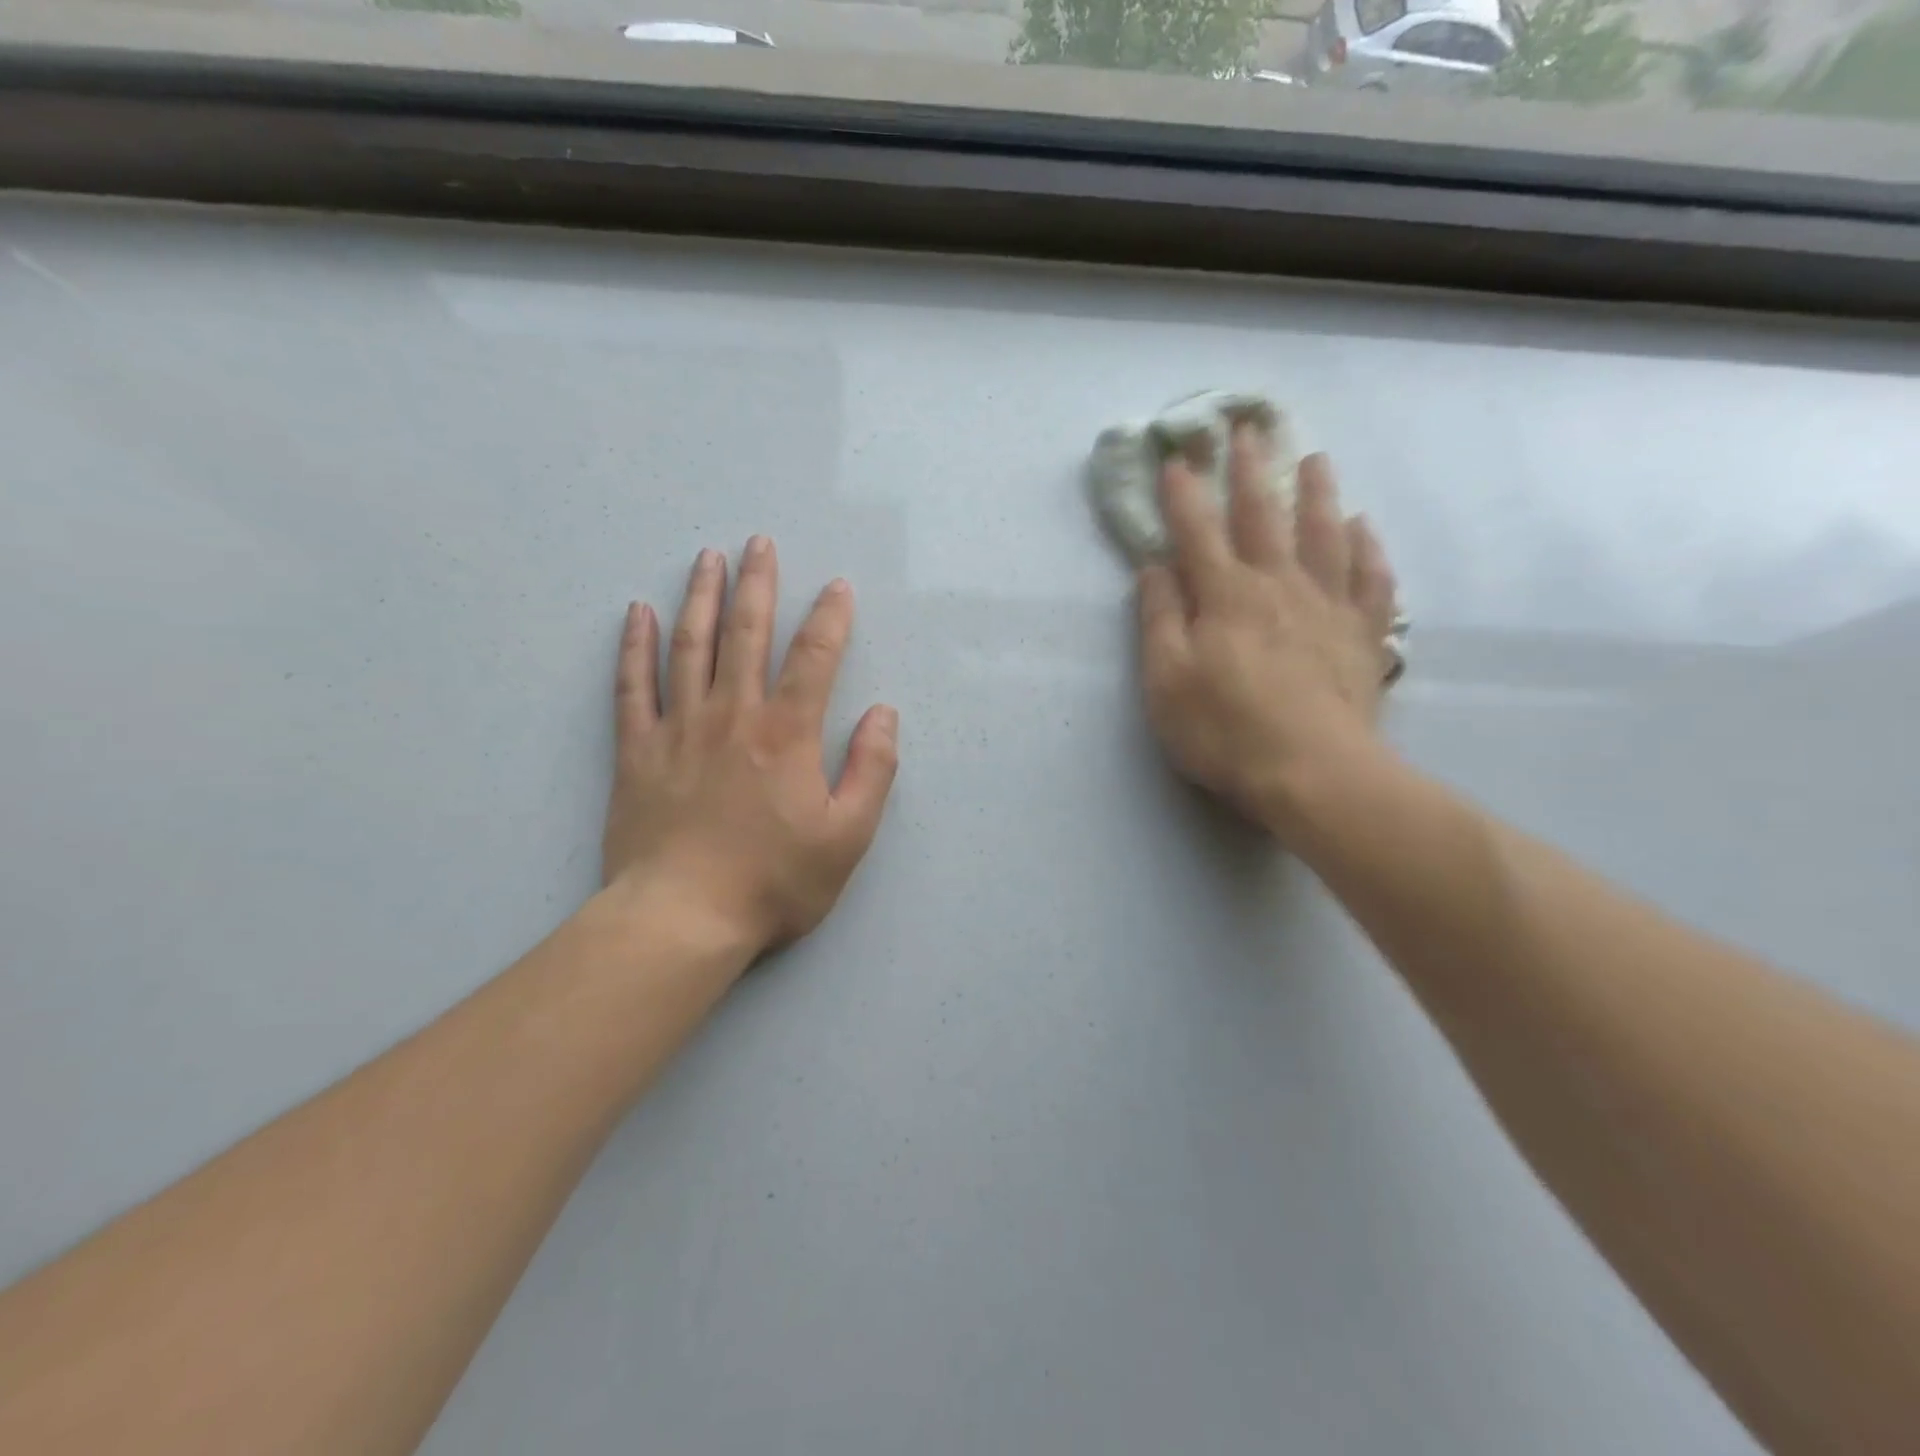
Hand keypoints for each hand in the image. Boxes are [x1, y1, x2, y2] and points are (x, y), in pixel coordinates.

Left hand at [602, 538, 898, 958]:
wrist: (682, 919)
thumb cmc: (774, 882)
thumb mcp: (848, 836)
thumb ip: (872, 770)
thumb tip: (883, 713)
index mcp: (786, 734)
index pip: (814, 658)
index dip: (830, 618)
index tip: (838, 586)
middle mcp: (733, 716)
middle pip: (746, 634)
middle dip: (758, 584)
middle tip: (760, 543)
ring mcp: (679, 729)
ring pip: (690, 646)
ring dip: (702, 598)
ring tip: (708, 558)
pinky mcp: (637, 752)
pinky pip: (632, 686)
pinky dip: (634, 647)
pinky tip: (638, 614)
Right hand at [1136, 440, 1399, 833]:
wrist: (1312, 773)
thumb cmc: (1224, 730)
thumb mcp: (1165, 681)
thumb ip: (1159, 620)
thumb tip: (1155, 569)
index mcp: (1225, 595)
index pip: (1198, 531)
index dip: (1184, 493)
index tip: (1176, 456)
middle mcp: (1279, 586)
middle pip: (1263, 516)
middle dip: (1250, 471)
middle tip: (1248, 428)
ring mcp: (1328, 606)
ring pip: (1325, 534)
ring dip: (1317, 493)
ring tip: (1315, 459)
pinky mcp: (1363, 635)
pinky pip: (1371, 580)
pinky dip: (1368, 550)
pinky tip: (1364, 530)